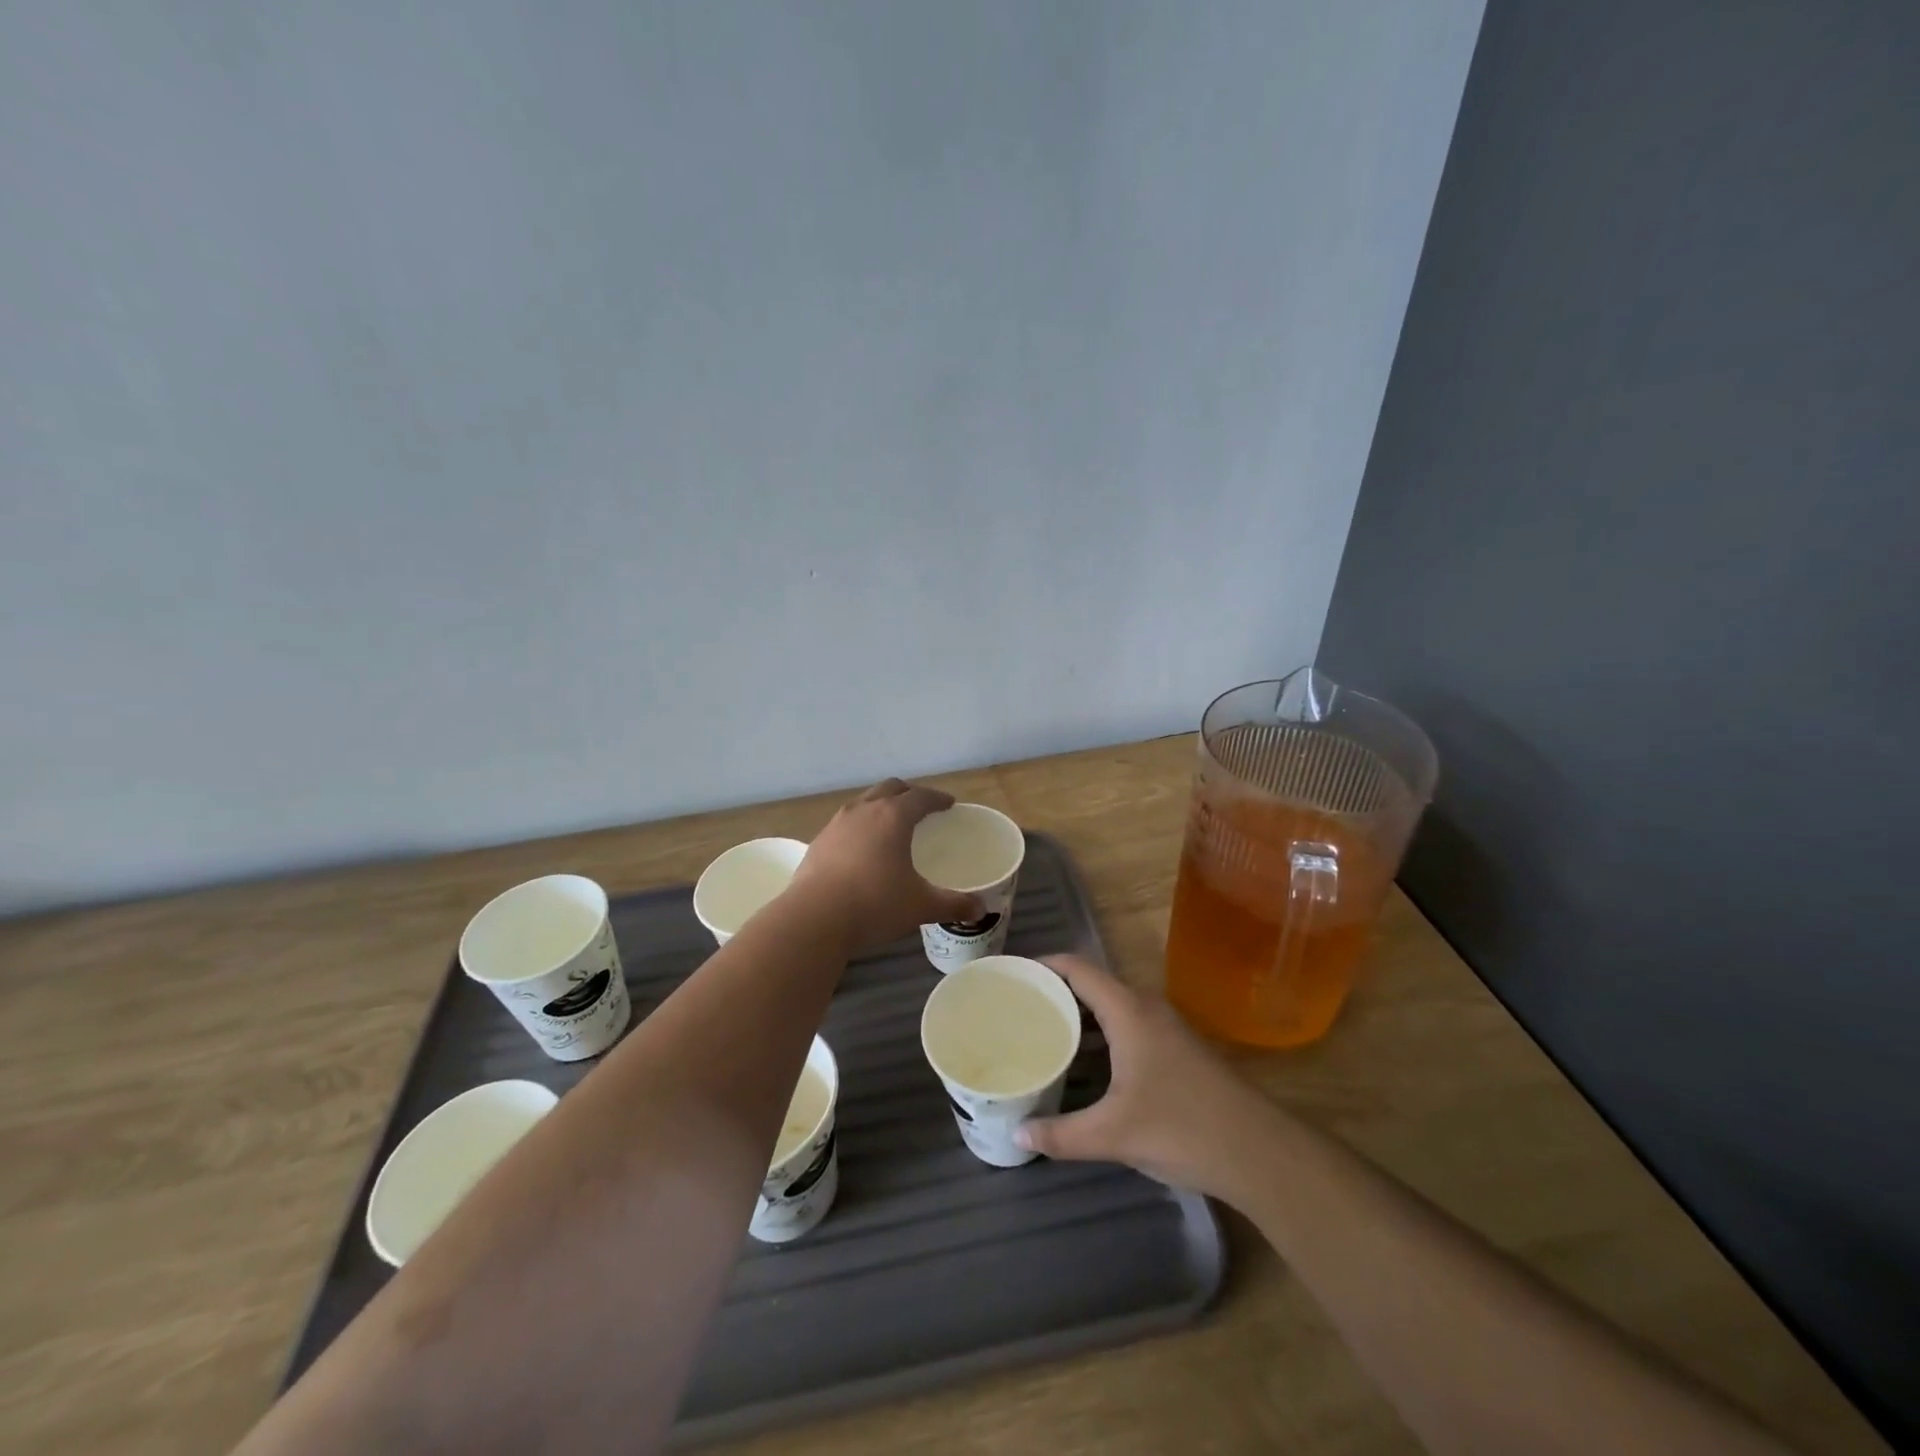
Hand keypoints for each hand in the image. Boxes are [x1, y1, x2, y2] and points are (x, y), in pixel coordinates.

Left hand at [786, 780, 984, 954]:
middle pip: (889, 788)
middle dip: (908, 793)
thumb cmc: (874, 904)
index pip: (920, 796)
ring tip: (890, 824)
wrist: (813, 919)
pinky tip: (862, 849)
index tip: (948, 804)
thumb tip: (980, 910)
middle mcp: (864, 811)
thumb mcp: (920, 906)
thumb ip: (952, 904)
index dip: (937, 798)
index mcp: (893, 816)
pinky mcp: (818, 842)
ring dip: (880, 806)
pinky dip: (860, 826)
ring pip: (864, 802)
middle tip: (921, 807)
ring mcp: (837, 824)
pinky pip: (845, 823)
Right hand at [1016, 954, 1275, 1198]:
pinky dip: (1099, 1033)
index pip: (1077, 968)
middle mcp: (1146, 1008)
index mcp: (1128, 1011)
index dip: (1043, 964)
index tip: (1011, 974)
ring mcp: (1165, 1028)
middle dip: (1055, 991)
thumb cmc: (1181, 1127)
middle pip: (1092, 984)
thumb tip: (1017, 1134)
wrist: (1258, 1151)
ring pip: (1111, 1007)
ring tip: (1041, 1031)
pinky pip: (1126, 1025)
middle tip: (1017, 1007)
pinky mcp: (1176, 1050)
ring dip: (1078, 1015)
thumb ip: (1062, 1134)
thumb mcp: (1113, 1134)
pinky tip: (1084, 1062)